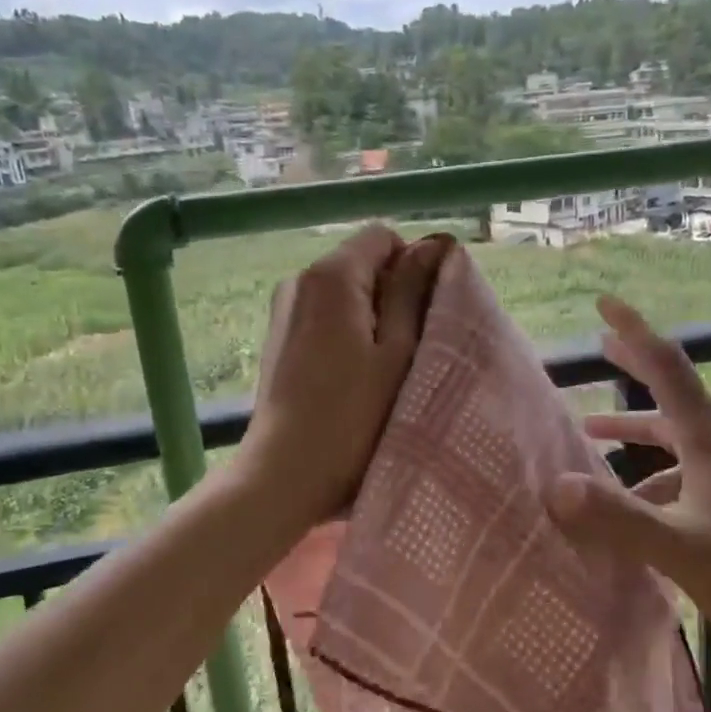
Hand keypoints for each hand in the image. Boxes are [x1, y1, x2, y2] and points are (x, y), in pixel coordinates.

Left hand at [237, 225, 449, 534]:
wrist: (283, 475)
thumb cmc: (353, 416)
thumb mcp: (398, 352)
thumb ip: (412, 292)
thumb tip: (432, 246)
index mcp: (331, 275)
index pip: (382, 236)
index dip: (412, 264)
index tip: (424, 311)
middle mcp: (300, 279)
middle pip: (361, 262)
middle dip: (392, 292)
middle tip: (410, 345)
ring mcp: (283, 309)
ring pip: (343, 291)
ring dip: (371, 316)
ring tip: (383, 366)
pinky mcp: (278, 338)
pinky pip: (323, 315)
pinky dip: (346, 332)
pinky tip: (352, 376)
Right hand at [543, 295, 710, 651]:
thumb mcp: (680, 547)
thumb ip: (618, 517)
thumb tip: (556, 485)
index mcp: (707, 439)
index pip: (666, 366)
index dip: (634, 331)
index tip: (605, 304)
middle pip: (671, 391)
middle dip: (634, 367)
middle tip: (601, 346)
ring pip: (676, 436)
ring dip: (636, 430)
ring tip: (594, 439)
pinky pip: (687, 470)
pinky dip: (654, 473)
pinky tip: (638, 506)